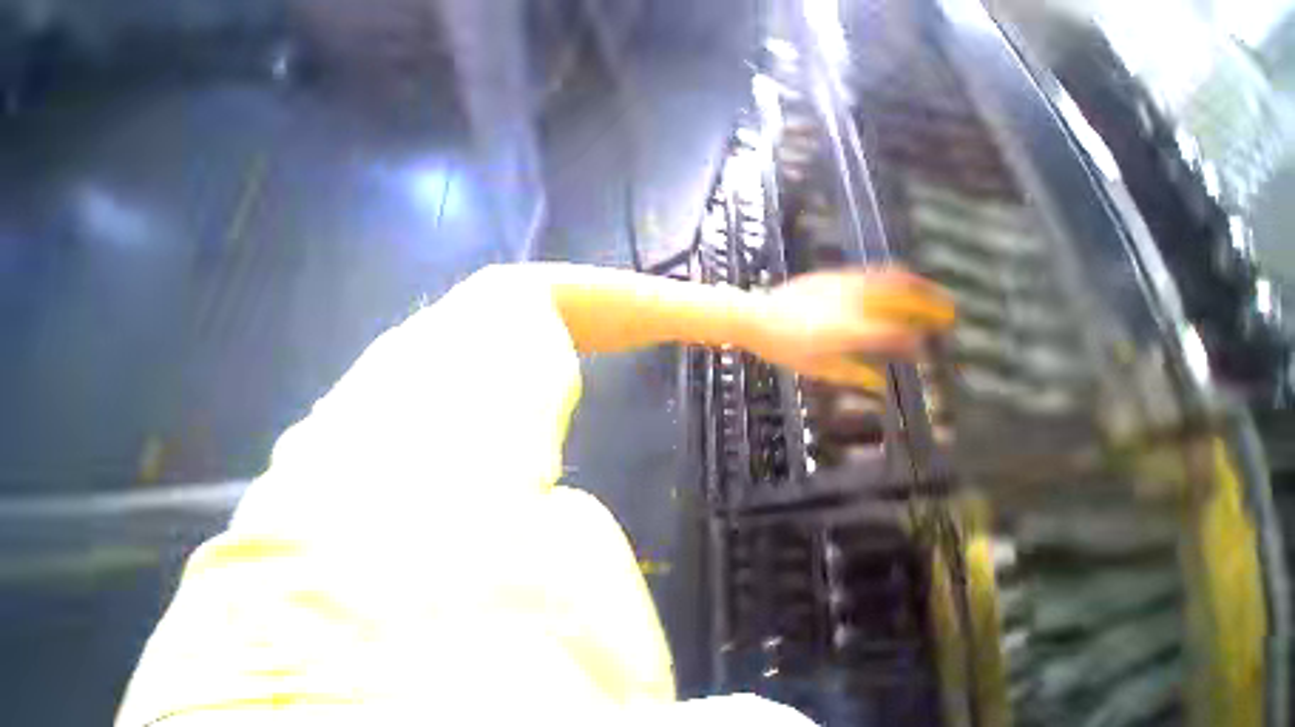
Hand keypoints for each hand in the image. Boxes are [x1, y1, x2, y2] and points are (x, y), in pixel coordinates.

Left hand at [747, 268, 954, 389]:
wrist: (753, 316)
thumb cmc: (780, 347)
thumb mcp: (815, 367)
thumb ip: (852, 374)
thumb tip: (880, 384)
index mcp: (849, 331)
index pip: (897, 335)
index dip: (916, 345)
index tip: (923, 352)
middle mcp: (853, 304)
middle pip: (905, 300)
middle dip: (934, 307)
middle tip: (950, 316)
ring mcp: (843, 285)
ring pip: (893, 278)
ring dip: (920, 286)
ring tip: (934, 295)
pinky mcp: (833, 275)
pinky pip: (871, 272)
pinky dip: (893, 278)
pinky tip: (898, 285)